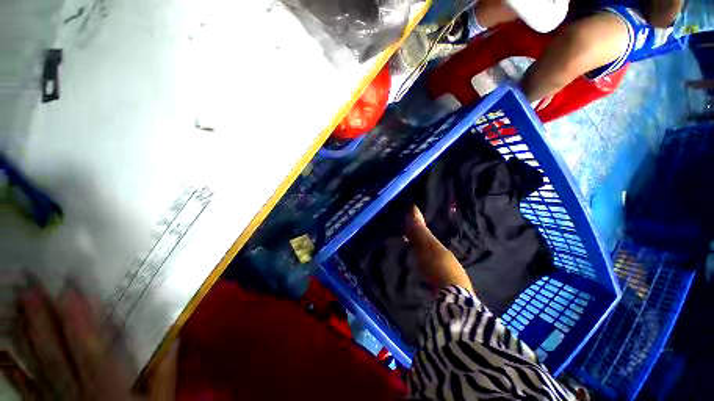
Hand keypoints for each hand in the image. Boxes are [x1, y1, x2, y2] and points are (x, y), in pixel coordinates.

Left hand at [13, 282, 175, 399]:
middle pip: (55, 353)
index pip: (90, 348)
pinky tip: (10, 348)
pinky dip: (18, 367)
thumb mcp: (161, 398)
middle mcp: (78, 389)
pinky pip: (30, 385)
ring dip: (27, 335)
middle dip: (41, 320)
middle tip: (29, 288)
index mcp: (107, 384)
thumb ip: (165, 369)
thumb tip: (174, 333)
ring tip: (18, 304)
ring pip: (39, 364)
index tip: (71, 291)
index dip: (79, 320)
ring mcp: (60, 396)